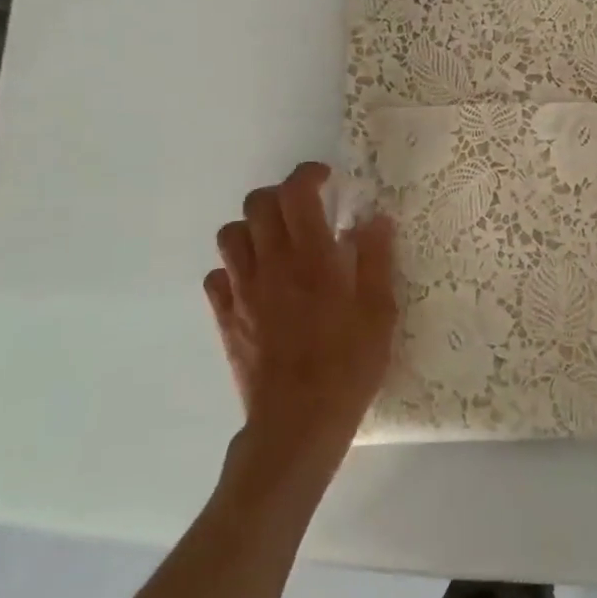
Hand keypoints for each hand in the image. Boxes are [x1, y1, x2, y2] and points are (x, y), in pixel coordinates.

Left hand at [205, 162, 397, 472]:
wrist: (298, 423)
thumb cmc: (348, 364)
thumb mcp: (380, 310)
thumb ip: (376, 258)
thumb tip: (374, 218)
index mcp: (311, 256)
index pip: (295, 192)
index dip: (307, 175)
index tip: (326, 180)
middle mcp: (271, 264)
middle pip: (256, 204)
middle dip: (280, 196)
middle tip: (304, 211)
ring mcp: (242, 291)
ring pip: (230, 235)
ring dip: (254, 229)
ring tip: (278, 243)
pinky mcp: (225, 318)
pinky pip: (217, 277)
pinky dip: (234, 269)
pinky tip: (257, 282)